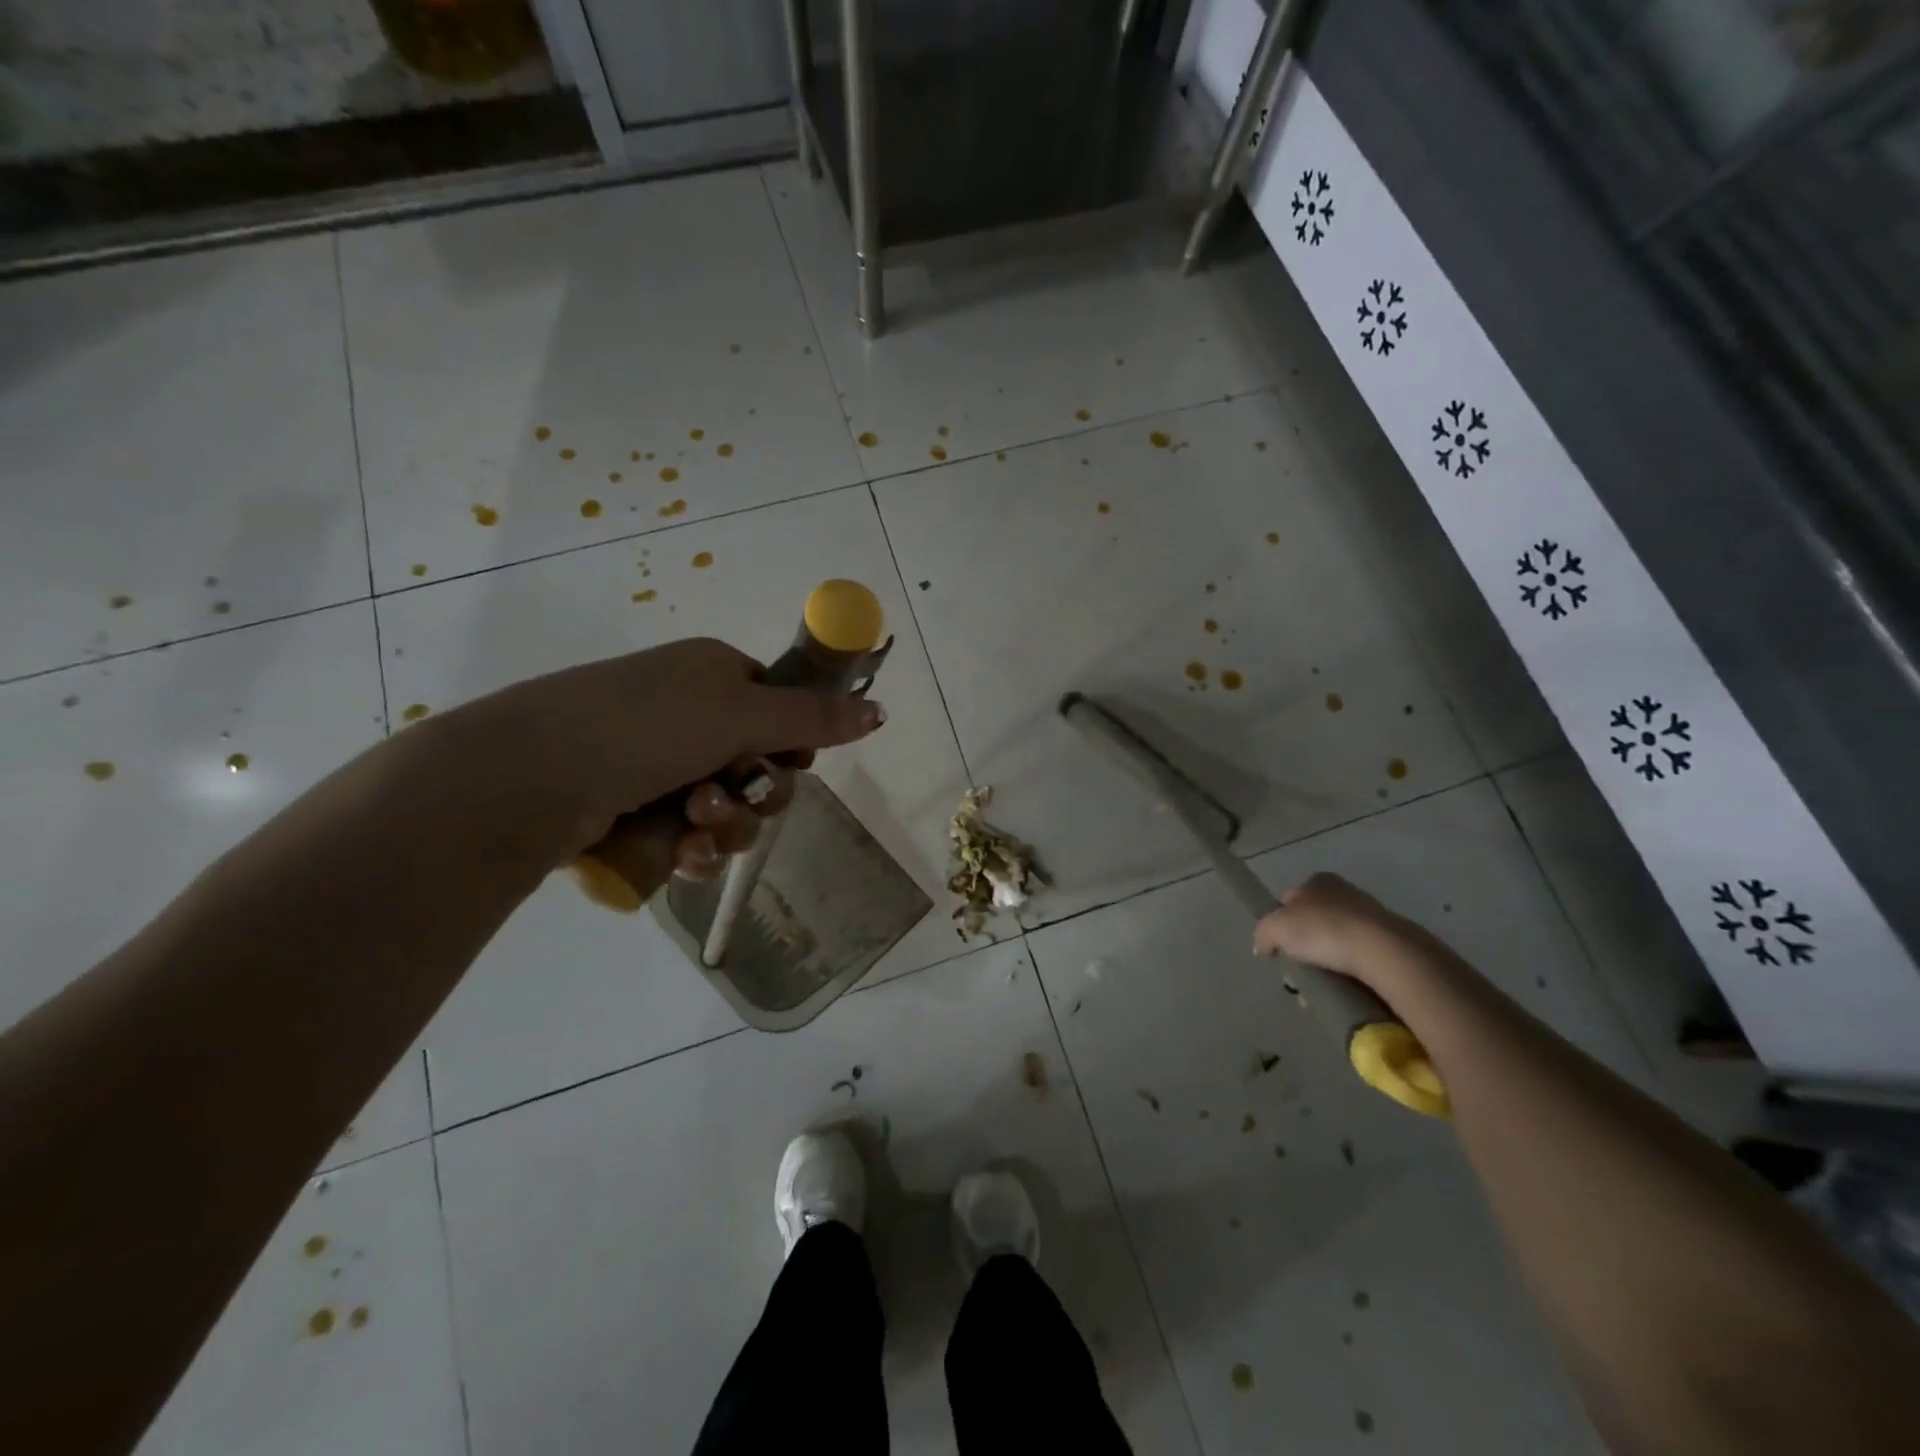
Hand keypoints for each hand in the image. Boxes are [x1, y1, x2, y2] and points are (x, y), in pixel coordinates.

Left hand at [434, 637, 885, 887]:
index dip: (792, 742)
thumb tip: (880, 711)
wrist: (531, 774)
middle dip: (757, 794)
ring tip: (692, 826)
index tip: (787, 760)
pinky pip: (691, 837)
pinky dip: (694, 848)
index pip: (779, 710)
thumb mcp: (742, 713)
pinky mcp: (632, 810)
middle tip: (730, 797)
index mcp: (713, 675)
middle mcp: (687, 714)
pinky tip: (679, 855)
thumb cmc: (646, 726)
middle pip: (761, 766)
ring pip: (730, 809)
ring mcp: (657, 764)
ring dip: (726, 825)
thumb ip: (815, 717)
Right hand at [1252, 872, 1418, 983]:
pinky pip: (1358, 956)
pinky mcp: (1389, 941)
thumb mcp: (1275, 928)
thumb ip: (1263, 934)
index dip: (1279, 921)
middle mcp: (1344, 891)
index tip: (1279, 946)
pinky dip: (1348, 970)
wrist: (1381, 951)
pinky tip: (1344, 986)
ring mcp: (1370, 915)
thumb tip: (1262, 947)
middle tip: (1298, 970)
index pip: (1289, 898)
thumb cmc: (1322, 930)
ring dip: (1325, 962)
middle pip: (1312, 920)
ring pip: (1335, 941)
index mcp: (1317, 881)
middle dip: (1302, 945)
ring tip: (1320, 985)